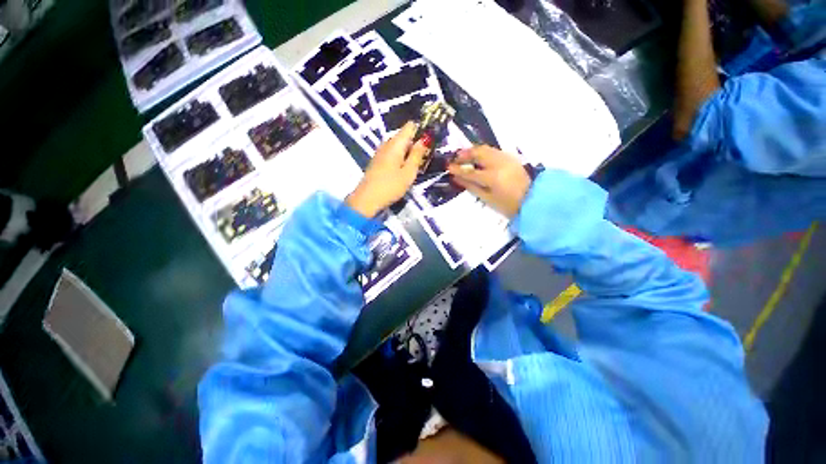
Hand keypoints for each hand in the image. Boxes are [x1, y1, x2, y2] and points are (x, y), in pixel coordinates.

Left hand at [346, 122, 429, 217]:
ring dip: (408, 153)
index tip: (430, 143)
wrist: (367, 199)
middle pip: (404, 137)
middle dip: (416, 144)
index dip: (421, 131)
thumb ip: (417, 155)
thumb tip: (424, 139)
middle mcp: (387, 143)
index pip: (410, 126)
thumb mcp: (409, 172)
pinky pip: (392, 154)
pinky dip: (400, 159)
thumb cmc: (391, 186)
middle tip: (424, 159)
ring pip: (399, 147)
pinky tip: (404, 171)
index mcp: (396, 143)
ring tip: (416, 167)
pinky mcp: (378, 161)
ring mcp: (381, 152)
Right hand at [447, 146, 531, 217]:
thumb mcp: (487, 199)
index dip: (458, 169)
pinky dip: (482, 152)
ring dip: (473, 151)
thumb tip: (457, 178)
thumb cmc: (508, 204)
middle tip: (455, 158)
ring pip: (486, 149)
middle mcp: (499, 163)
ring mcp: (506, 158)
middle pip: (478, 153)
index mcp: (492, 177)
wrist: (533, 199)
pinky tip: (478, 157)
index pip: (470, 171)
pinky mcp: (510, 157)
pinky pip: (493, 150)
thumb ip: (471, 187)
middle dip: (464, 154)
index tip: (448, 167)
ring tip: (464, 156)